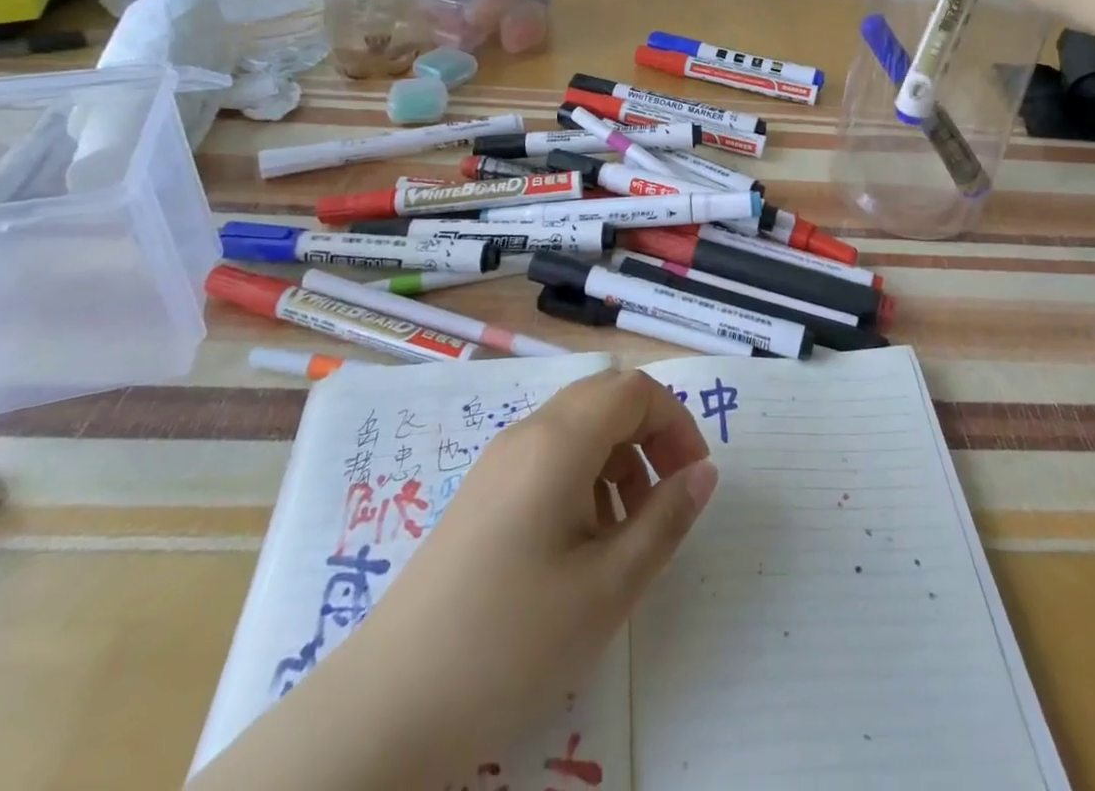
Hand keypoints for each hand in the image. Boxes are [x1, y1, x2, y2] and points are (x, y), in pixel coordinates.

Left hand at [359, 369, 716, 775]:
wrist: (390, 705)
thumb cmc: (512, 640)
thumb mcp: (608, 586)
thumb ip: (665, 520)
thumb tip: (705, 472)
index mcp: (559, 440)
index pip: (634, 389)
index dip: (675, 421)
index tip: (693, 479)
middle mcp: (527, 433)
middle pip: (605, 399)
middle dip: (650, 436)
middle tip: (668, 498)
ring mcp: (499, 462)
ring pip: (578, 427)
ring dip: (618, 459)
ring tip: (627, 533)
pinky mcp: (482, 493)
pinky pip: (549, 457)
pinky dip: (584, 478)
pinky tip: (582, 545)